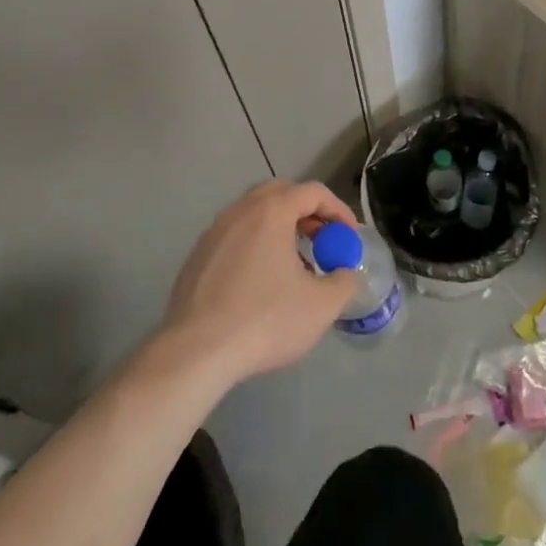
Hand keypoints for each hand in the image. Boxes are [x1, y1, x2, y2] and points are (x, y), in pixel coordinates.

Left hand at [158, 180, 360, 384]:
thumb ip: (344, 281)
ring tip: (294, 261)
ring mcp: (213, 233)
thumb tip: (346, 272)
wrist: (196, 353)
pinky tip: (260, 281)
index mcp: (271, 211)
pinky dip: (255, 244)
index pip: (313, 192)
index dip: (338, 209)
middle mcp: (240, 211)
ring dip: (279, 227)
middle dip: (307, 211)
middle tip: (322, 239)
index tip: (349, 236)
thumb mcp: (321, 305)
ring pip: (254, 214)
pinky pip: (234, 236)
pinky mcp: (196, 257)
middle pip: (280, 193)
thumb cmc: (264, 320)